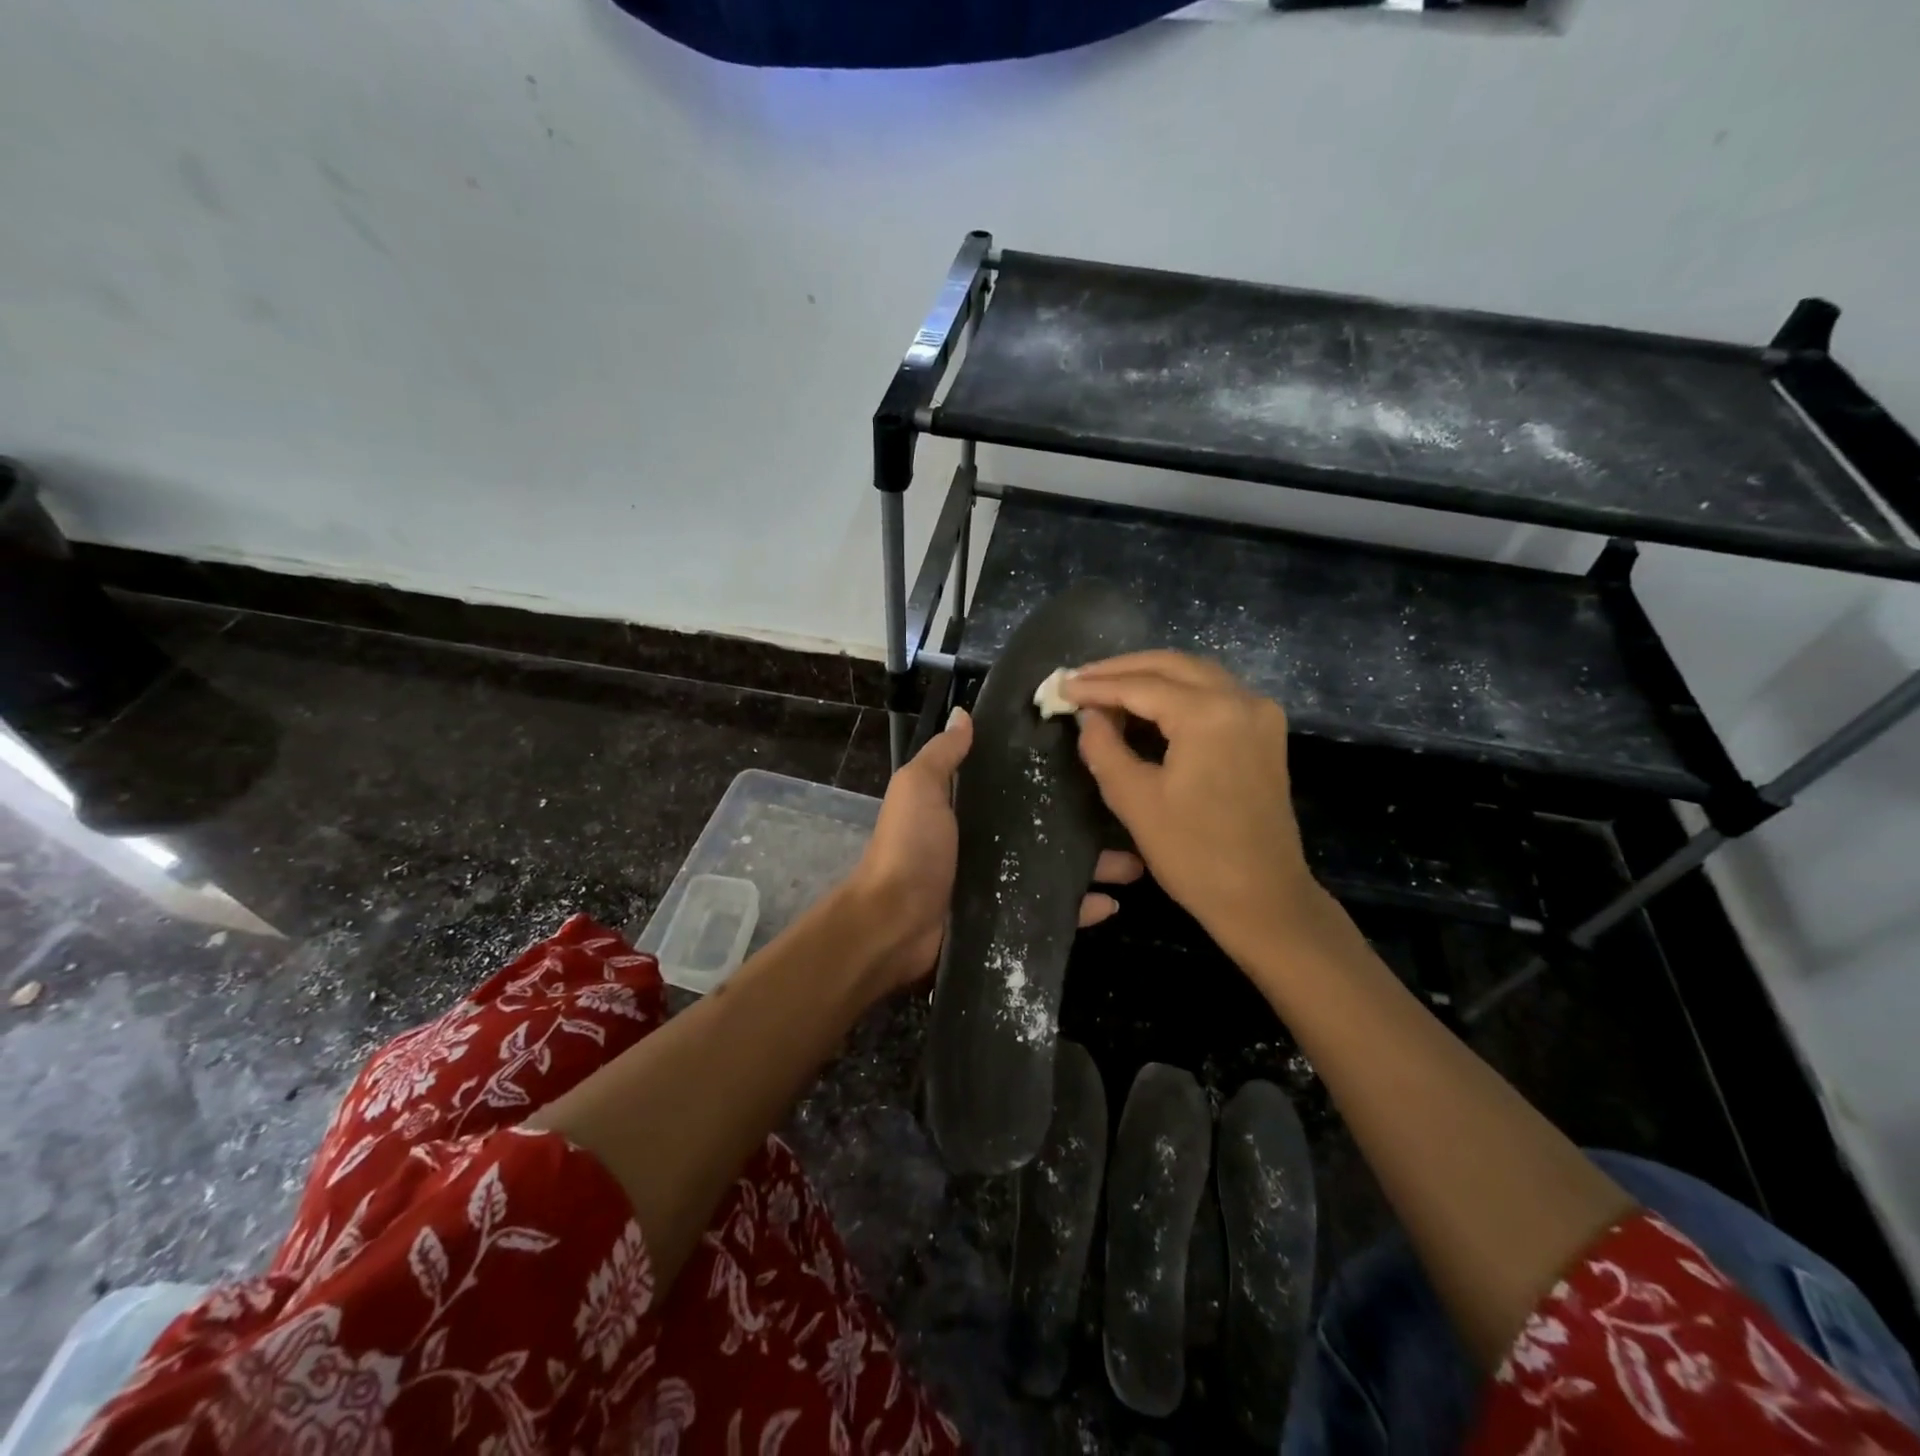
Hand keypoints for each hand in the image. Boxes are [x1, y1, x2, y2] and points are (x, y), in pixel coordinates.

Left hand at [847, 707, 1143, 993]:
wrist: (894, 925)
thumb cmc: (909, 849)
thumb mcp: (919, 789)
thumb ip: (942, 755)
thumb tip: (964, 714)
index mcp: (970, 807)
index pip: (1019, 783)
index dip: (1052, 770)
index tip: (1095, 754)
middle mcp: (991, 841)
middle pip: (1049, 826)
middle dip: (1088, 821)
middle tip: (1130, 811)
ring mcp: (1004, 882)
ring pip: (1060, 868)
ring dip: (1097, 865)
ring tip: (1137, 861)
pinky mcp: (1012, 918)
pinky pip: (1055, 911)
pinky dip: (1083, 908)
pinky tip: (1115, 903)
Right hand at [1062, 653, 1320, 969]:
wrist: (1264, 898)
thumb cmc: (1194, 854)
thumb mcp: (1135, 800)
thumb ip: (1104, 747)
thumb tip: (1087, 715)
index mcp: (1209, 714)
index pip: (1141, 685)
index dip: (1096, 685)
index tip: (1061, 686)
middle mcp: (1240, 699)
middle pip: (1171, 665)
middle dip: (1121, 669)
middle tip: (1080, 680)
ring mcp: (1259, 713)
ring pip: (1195, 674)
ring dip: (1149, 677)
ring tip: (1105, 688)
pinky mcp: (1264, 732)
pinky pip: (1213, 694)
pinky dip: (1176, 692)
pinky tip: (1146, 706)